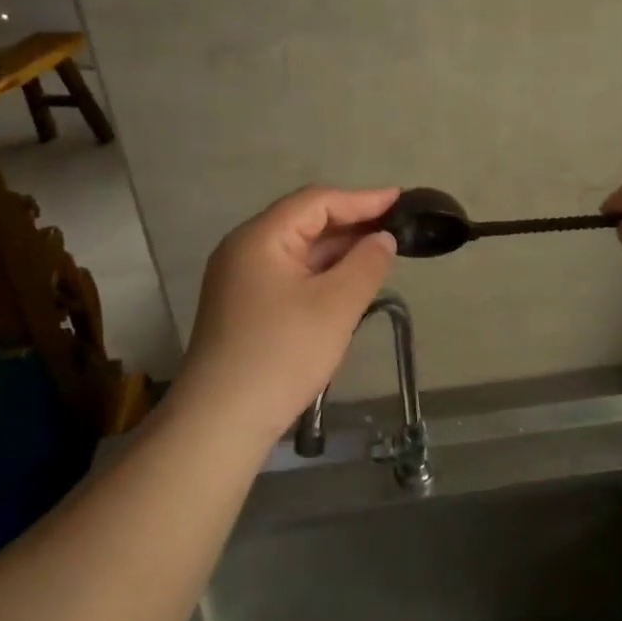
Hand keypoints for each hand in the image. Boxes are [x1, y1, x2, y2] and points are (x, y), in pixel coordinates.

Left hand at [178, 185, 399, 441]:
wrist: (221, 422)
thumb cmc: (282, 353)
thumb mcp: (336, 305)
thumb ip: (367, 264)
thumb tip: (383, 239)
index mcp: (260, 237)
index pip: (317, 202)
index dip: (362, 199)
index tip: (401, 200)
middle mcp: (244, 249)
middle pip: (304, 221)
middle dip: (351, 223)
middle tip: (395, 227)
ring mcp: (240, 280)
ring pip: (297, 251)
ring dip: (338, 250)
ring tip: (379, 253)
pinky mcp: (243, 307)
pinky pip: (289, 275)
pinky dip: (321, 273)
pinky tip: (346, 284)